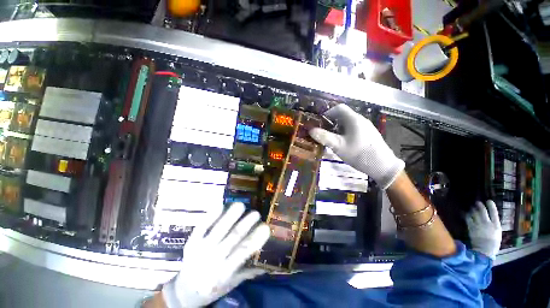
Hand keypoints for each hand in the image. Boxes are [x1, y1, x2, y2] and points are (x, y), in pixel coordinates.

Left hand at [162, 202, 270, 307]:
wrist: (184, 292)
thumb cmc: (211, 289)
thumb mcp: (231, 285)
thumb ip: (248, 273)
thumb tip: (267, 265)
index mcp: (224, 272)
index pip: (243, 252)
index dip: (255, 239)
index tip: (266, 227)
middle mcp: (213, 259)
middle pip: (232, 237)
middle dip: (246, 223)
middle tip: (256, 213)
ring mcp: (201, 249)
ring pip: (219, 229)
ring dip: (231, 216)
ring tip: (241, 206)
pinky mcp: (191, 242)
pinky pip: (202, 226)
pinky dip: (211, 215)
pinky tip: (220, 205)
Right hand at [309, 104, 404, 188]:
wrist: (383, 166)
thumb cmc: (359, 154)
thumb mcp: (338, 146)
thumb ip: (324, 137)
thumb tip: (311, 130)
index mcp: (354, 119)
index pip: (339, 108)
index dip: (328, 112)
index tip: (320, 121)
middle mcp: (361, 120)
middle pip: (343, 115)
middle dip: (331, 122)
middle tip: (323, 131)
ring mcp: (366, 127)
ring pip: (348, 123)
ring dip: (337, 128)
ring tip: (331, 138)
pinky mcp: (369, 135)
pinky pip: (354, 129)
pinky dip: (345, 132)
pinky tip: (343, 143)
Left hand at [465, 200, 501, 259]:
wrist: (484, 251)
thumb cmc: (493, 244)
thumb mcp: (497, 233)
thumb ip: (494, 225)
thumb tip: (491, 219)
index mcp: (496, 225)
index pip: (494, 213)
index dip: (491, 206)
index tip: (489, 201)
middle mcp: (487, 223)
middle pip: (483, 211)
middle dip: (479, 205)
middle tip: (477, 202)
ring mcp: (479, 225)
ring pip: (474, 213)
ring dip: (472, 209)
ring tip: (471, 207)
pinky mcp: (471, 227)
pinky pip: (468, 218)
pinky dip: (466, 215)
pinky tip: (465, 213)